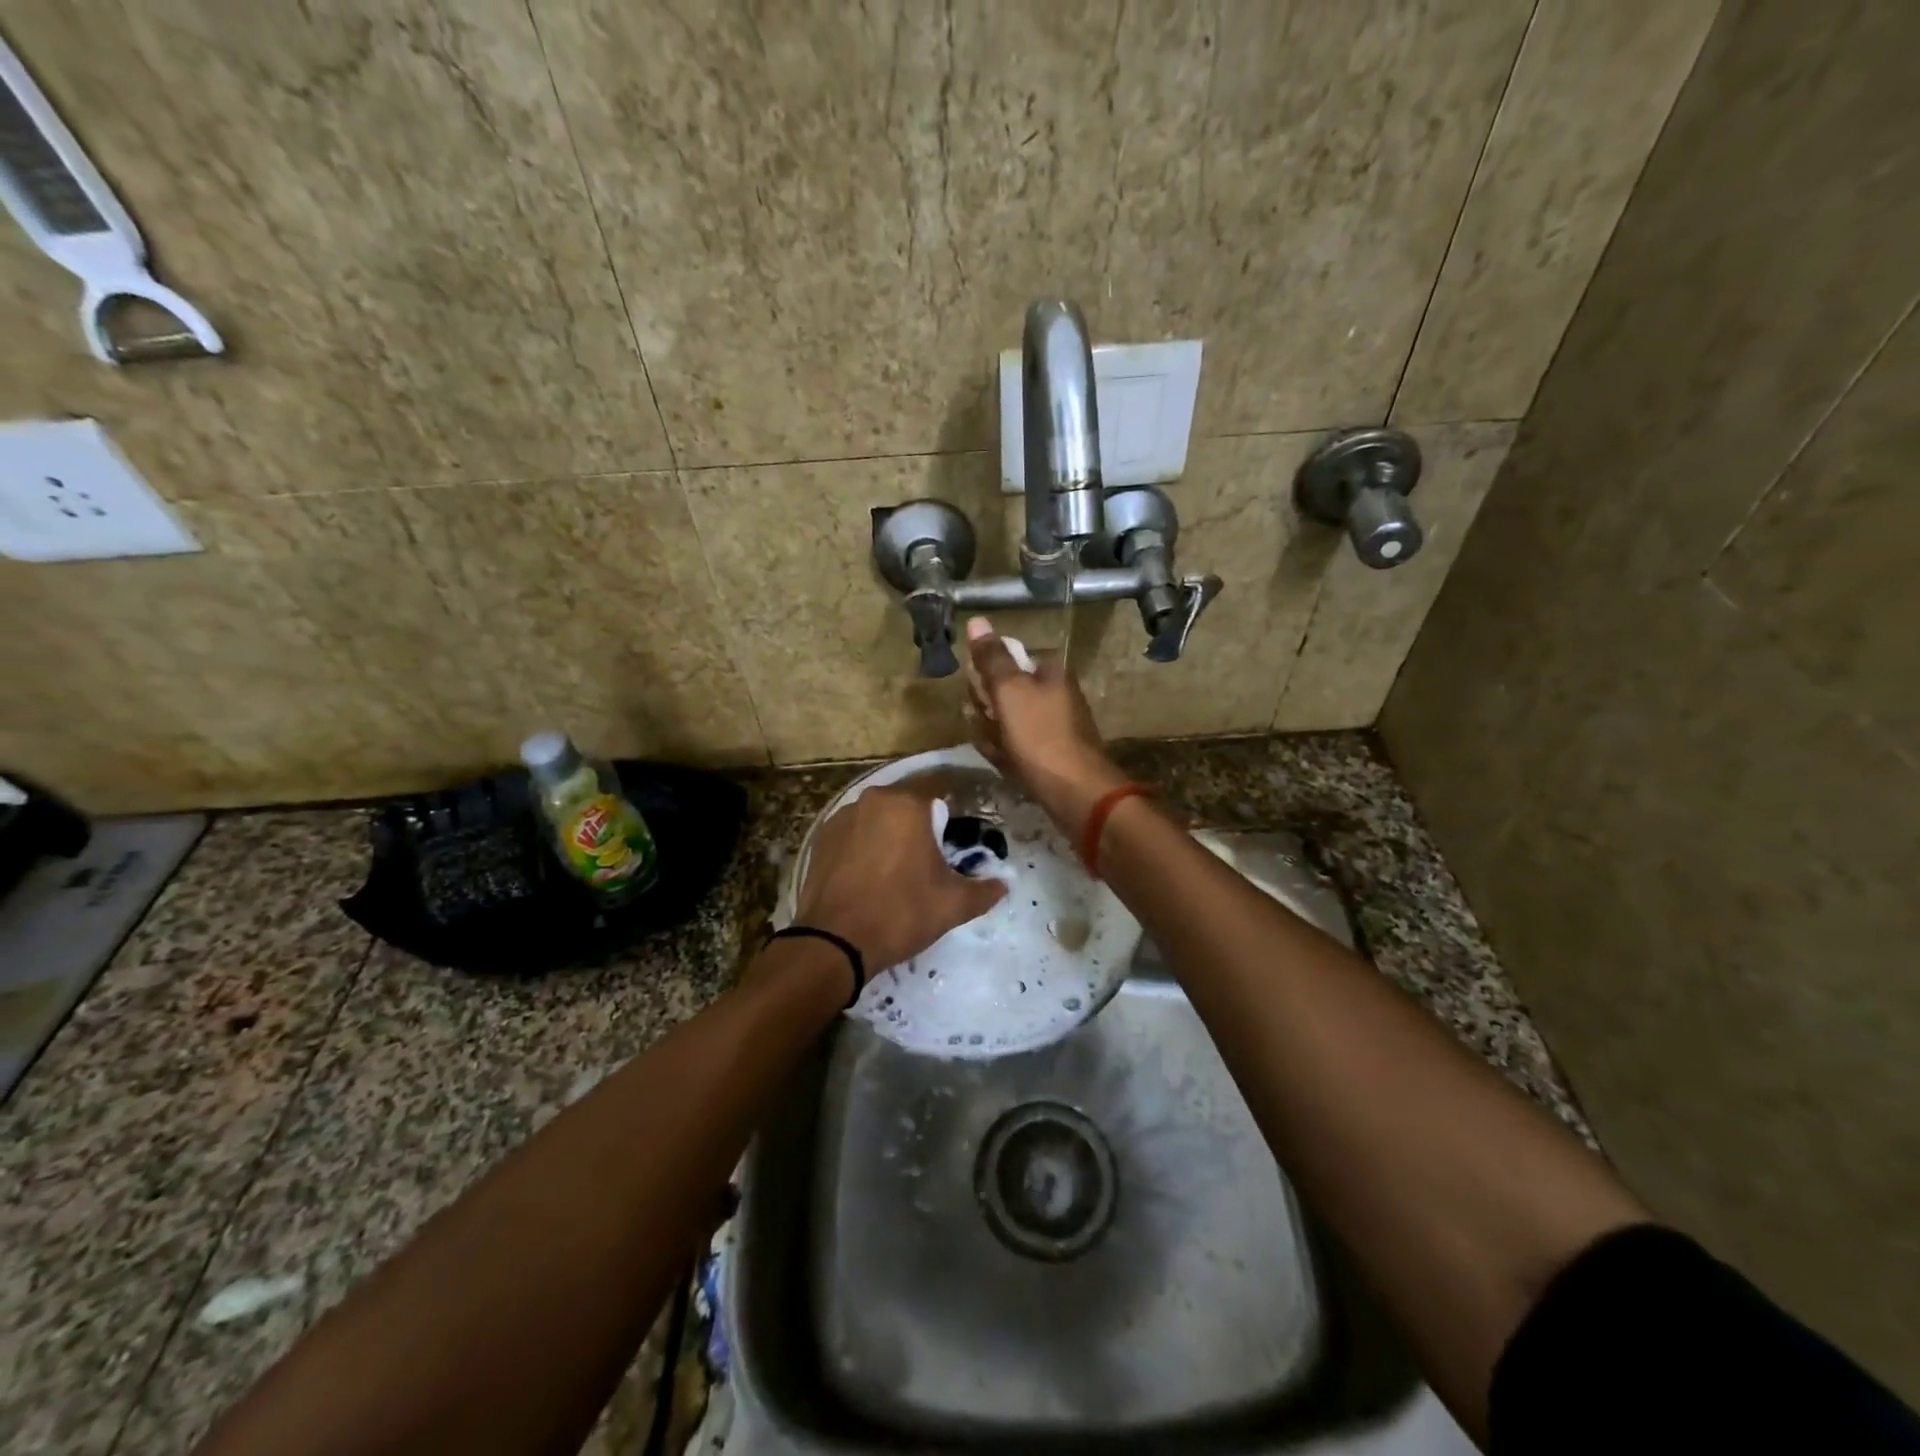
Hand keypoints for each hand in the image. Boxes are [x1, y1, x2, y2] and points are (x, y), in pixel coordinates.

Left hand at [795, 783, 1005, 972]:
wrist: (834, 942)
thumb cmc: (901, 914)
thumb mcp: (953, 905)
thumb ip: (985, 889)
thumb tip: (1004, 883)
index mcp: (908, 805)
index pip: (941, 799)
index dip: (951, 823)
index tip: (954, 848)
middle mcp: (874, 799)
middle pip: (907, 807)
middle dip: (920, 828)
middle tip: (928, 863)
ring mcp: (842, 816)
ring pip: (878, 819)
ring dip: (890, 836)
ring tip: (896, 871)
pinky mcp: (821, 838)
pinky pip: (854, 834)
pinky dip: (864, 847)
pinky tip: (867, 876)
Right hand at [964, 616, 1128, 833]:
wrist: (1076, 793)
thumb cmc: (1041, 736)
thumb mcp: (1010, 691)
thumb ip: (992, 658)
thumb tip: (977, 620)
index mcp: (1052, 673)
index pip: (1011, 659)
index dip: (988, 674)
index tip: (977, 692)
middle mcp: (1056, 695)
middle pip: (1008, 691)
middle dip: (987, 705)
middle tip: (983, 720)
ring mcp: (1055, 727)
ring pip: (1010, 721)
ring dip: (992, 730)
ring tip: (989, 743)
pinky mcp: (1051, 756)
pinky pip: (1018, 746)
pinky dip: (1005, 751)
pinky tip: (999, 761)